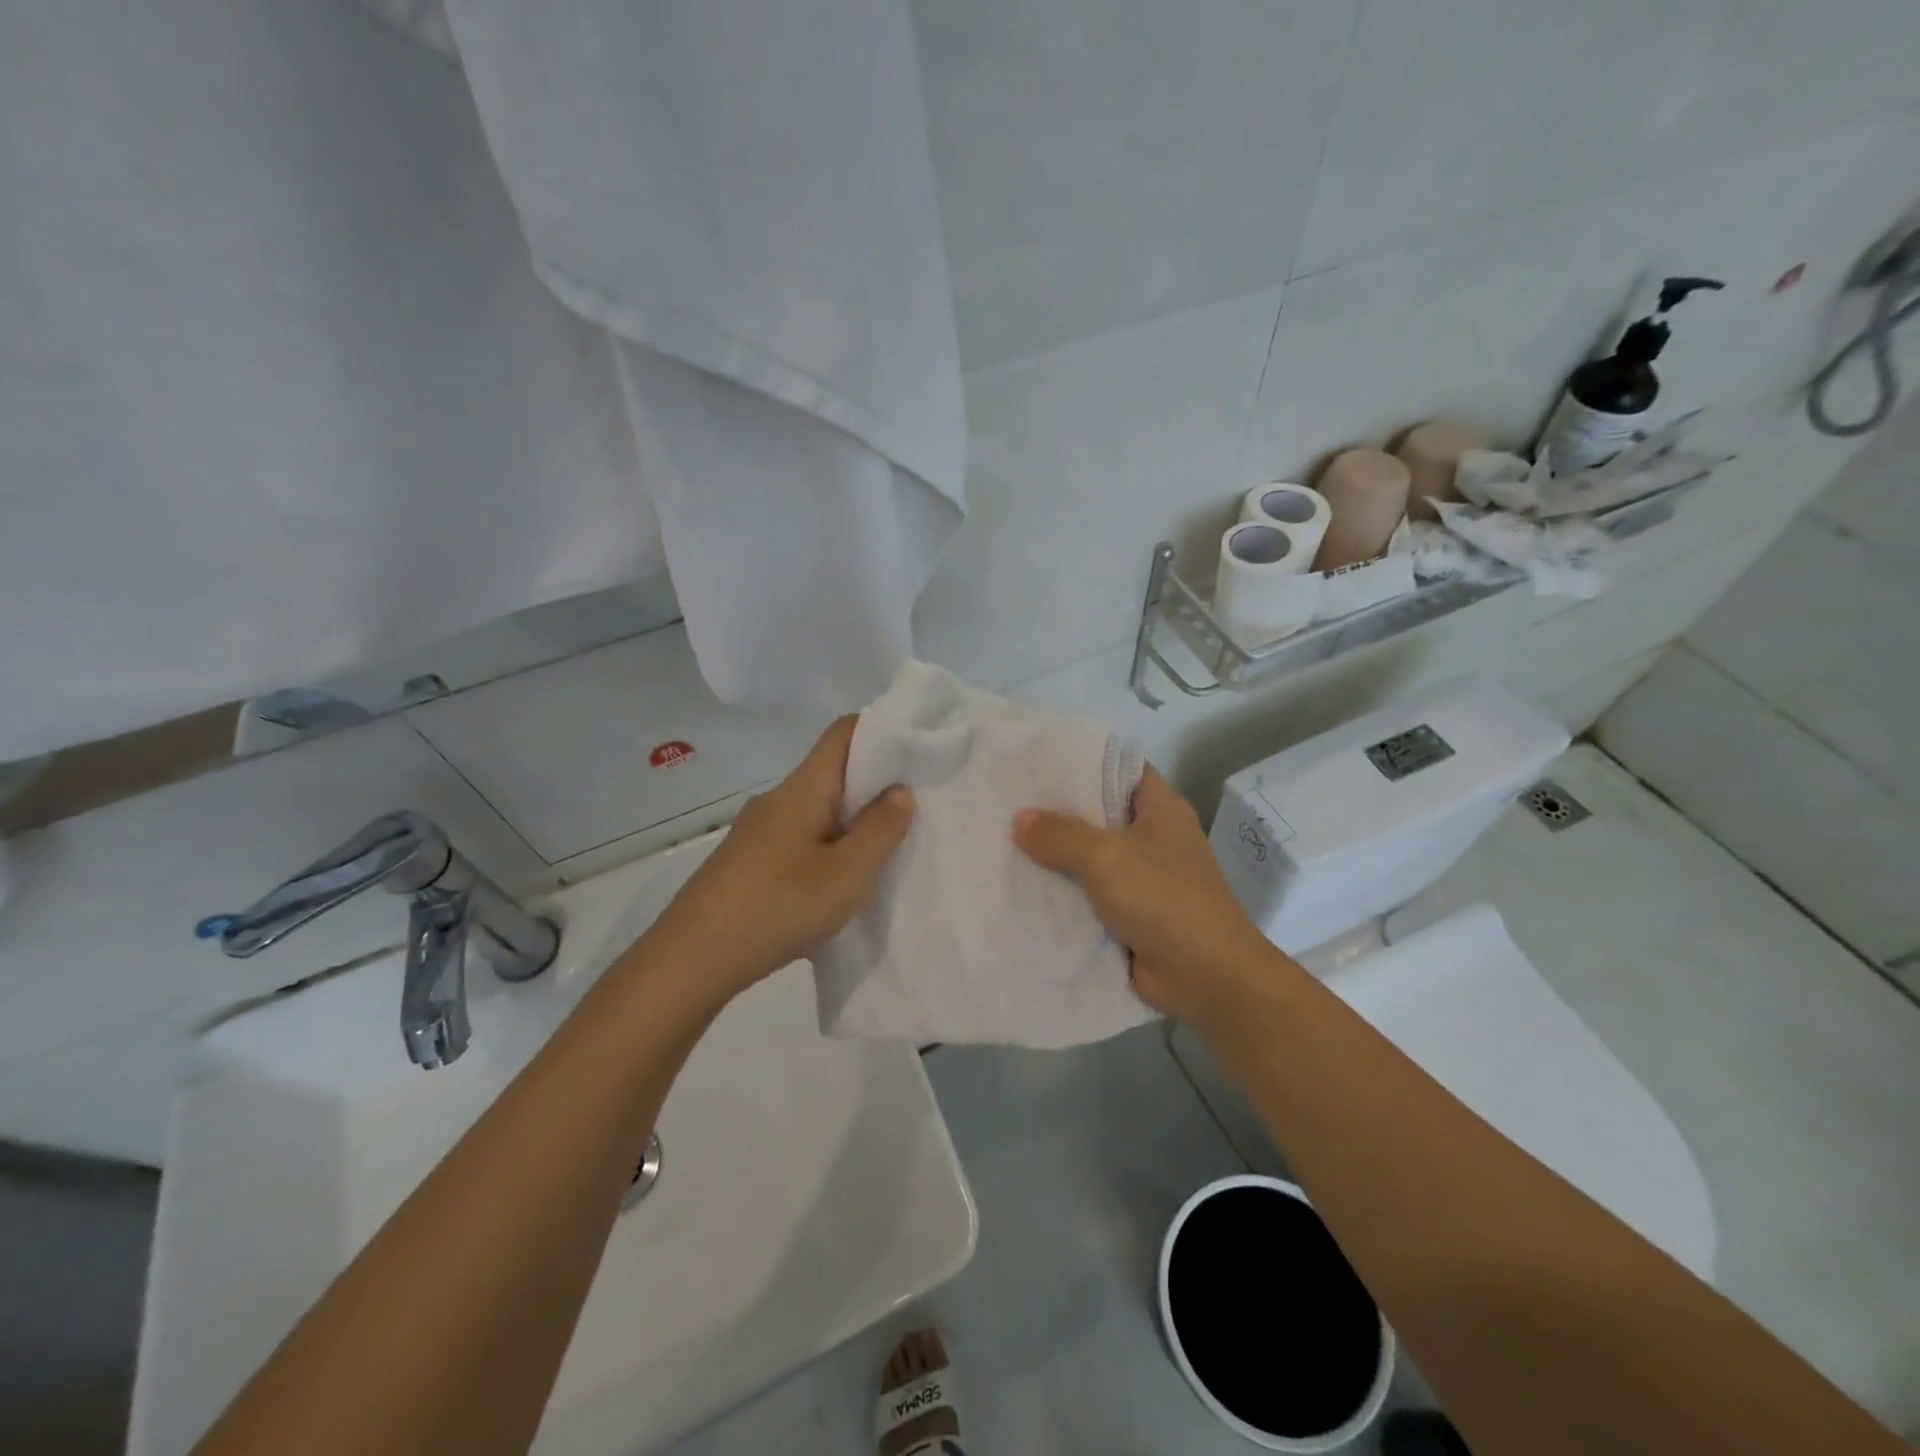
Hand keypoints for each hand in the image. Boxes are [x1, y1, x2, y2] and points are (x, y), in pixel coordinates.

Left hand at [645, 717, 913, 998]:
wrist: (690, 961)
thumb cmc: (777, 907)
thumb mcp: (846, 875)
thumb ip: (880, 831)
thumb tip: (900, 790)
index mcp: (802, 790)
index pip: (843, 734)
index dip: (882, 732)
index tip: (918, 753)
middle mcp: (777, 800)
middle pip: (832, 773)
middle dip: (874, 787)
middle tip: (914, 812)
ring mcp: (757, 832)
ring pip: (816, 811)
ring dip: (851, 824)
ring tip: (883, 854)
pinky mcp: (747, 862)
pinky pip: (799, 840)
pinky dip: (827, 849)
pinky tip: (837, 886)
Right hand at [1012, 766, 1286, 1029]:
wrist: (1205, 977)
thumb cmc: (1162, 898)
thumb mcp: (1105, 856)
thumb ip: (1060, 835)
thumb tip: (1019, 819)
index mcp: (1161, 809)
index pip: (1121, 769)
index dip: (1083, 763)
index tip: (1039, 763)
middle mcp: (1154, 837)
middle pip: (1101, 814)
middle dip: (1058, 812)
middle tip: (1010, 803)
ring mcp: (1144, 878)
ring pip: (1091, 857)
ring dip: (1056, 857)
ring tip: (1005, 841)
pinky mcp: (1132, 914)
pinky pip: (1091, 895)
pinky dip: (1064, 893)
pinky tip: (1023, 887)